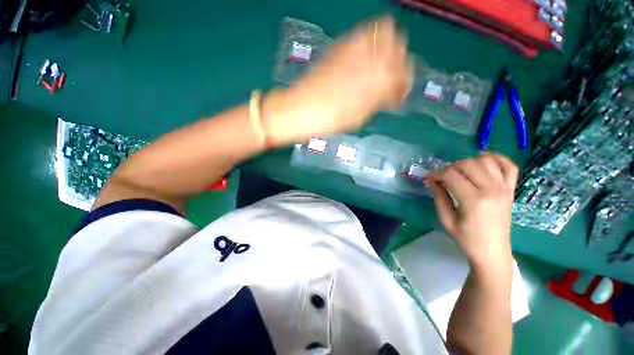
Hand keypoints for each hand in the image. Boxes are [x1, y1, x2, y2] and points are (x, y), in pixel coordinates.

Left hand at [264, 16, 411, 143]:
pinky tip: (364, 63)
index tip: (398, 95)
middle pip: (397, 41)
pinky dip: (370, 46)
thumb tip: (393, 93)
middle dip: (399, 61)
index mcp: (375, 77)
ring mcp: (351, 46)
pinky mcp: (338, 47)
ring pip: (382, 31)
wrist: (299, 109)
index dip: (404, 83)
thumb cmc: (330, 120)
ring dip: (386, 49)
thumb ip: (379, 100)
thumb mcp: (359, 116)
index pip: (403, 70)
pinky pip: (362, 36)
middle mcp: (367, 54)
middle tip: (391, 80)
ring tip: (379, 70)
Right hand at [429, 153, 517, 269]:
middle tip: (443, 177)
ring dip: (469, 161)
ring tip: (460, 171)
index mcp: (473, 201)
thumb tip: (432, 180)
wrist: (493, 251)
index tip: (430, 179)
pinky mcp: (511, 189)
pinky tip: (484, 160)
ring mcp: (504, 188)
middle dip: (450, 167)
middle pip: (468, 164)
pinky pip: (509, 166)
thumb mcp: (446, 219)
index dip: (436, 174)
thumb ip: (439, 196)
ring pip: (486, 161)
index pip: (451, 175)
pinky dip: (497, 158)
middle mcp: (491, 190)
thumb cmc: (466, 238)